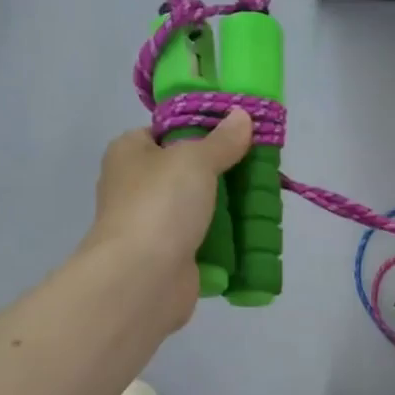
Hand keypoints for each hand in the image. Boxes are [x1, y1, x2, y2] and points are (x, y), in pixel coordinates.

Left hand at [82, 109, 253, 326]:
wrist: (143, 278)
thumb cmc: (161, 205)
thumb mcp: (195, 160)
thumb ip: (221, 140)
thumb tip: (241, 116)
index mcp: (129, 153)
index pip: (167, 131)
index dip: (201, 129)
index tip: (239, 132)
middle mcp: (137, 186)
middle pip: (188, 170)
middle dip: (223, 170)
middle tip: (259, 166)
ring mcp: (153, 223)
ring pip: (199, 206)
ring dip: (228, 206)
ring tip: (264, 199)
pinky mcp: (171, 255)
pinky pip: (205, 239)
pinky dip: (226, 238)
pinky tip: (252, 232)